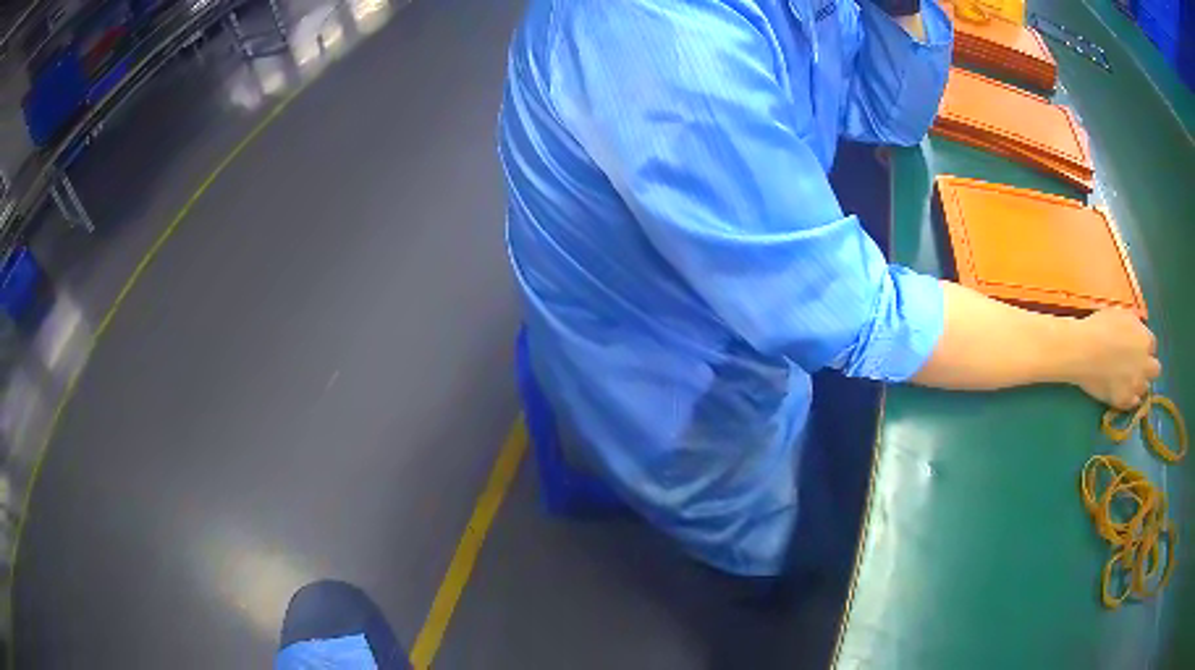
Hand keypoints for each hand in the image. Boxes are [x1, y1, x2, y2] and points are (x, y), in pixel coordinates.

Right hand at [1067, 309, 1160, 408]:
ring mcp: (1135, 385)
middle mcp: (1145, 364)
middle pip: (1155, 370)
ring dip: (1139, 383)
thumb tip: (1138, 333)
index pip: (1153, 345)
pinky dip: (1129, 398)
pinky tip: (1121, 391)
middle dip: (1148, 367)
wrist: (1083, 350)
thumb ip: (1134, 326)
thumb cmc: (1100, 326)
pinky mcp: (1123, 401)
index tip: (1136, 346)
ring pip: (1145, 389)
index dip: (1145, 346)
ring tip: (1127, 380)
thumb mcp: (1121, 315)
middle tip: (1137, 366)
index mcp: (1145, 340)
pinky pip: (1132, 404)